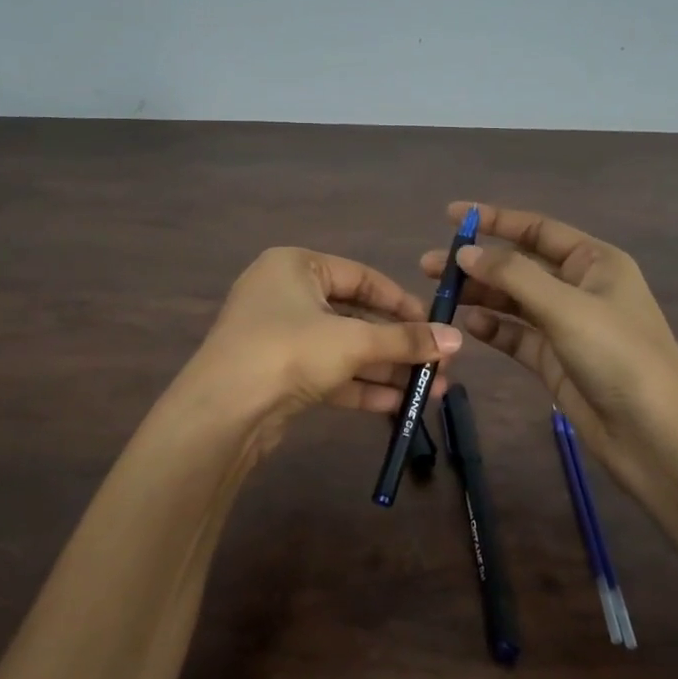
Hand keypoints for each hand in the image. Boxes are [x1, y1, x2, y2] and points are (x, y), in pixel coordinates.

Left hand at [182, 246, 461, 458]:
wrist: (222, 412)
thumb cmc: (289, 352)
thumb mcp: (353, 341)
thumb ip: (404, 339)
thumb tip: (456, 339)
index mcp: (296, 266)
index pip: (362, 277)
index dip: (402, 303)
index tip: (436, 326)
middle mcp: (286, 294)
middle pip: (356, 316)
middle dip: (398, 345)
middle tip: (438, 366)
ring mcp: (280, 337)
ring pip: (344, 349)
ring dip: (385, 370)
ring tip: (430, 392)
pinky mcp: (278, 374)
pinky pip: (328, 373)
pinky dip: (360, 387)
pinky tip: (396, 405)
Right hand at [421, 203, 677, 553]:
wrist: (656, 438)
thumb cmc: (619, 357)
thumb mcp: (566, 308)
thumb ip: (513, 276)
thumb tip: (465, 252)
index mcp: (596, 263)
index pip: (538, 230)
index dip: (495, 220)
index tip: (452, 216)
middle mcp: (580, 288)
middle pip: (520, 265)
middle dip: (478, 263)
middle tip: (430, 266)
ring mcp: (567, 326)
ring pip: (514, 301)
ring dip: (479, 295)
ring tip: (439, 295)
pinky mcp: (555, 361)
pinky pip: (516, 335)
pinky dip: (492, 327)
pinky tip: (466, 323)